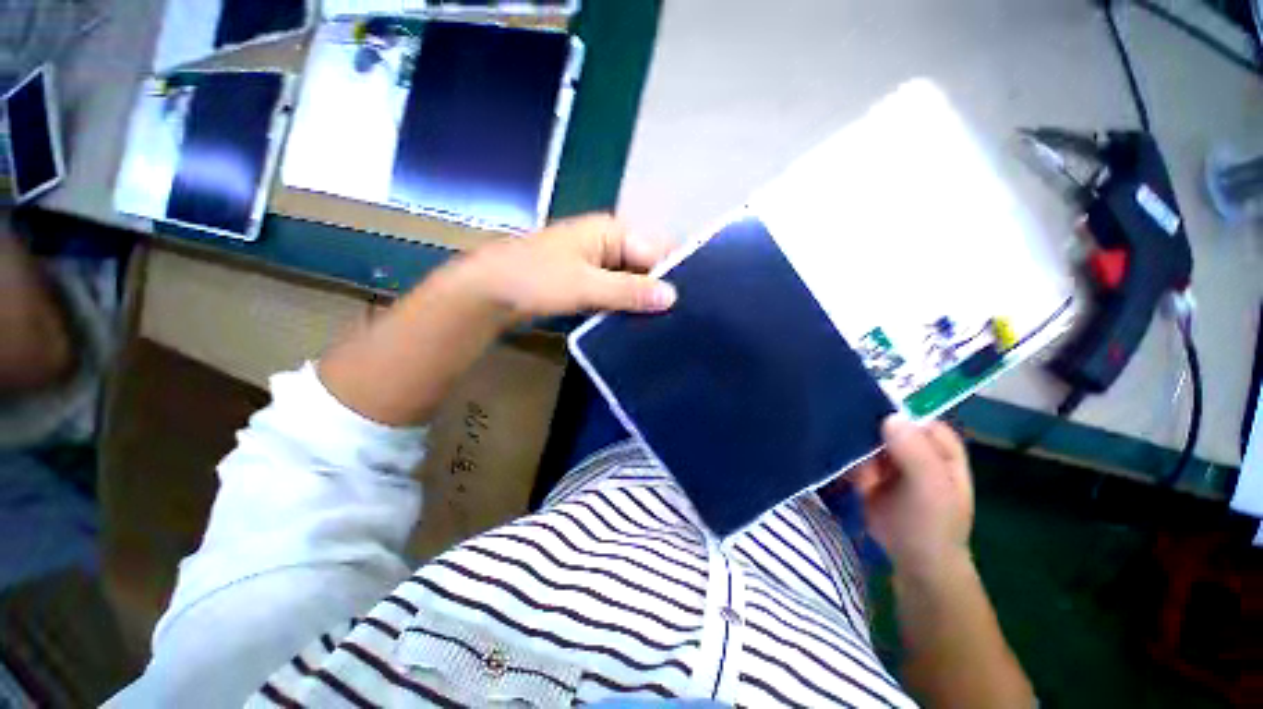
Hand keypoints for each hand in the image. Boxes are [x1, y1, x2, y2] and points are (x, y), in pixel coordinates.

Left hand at [458, 214, 676, 324]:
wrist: (488, 293)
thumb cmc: (535, 280)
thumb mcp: (585, 285)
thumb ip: (629, 290)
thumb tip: (673, 296)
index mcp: (610, 231)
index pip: (656, 249)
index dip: (673, 274)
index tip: (690, 304)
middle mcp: (607, 243)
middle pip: (646, 265)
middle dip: (659, 290)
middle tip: (679, 320)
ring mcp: (596, 263)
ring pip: (632, 281)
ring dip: (643, 300)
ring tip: (664, 325)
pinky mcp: (587, 281)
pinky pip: (616, 291)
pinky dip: (625, 305)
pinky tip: (638, 324)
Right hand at [853, 417, 974, 579]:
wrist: (914, 562)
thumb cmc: (933, 524)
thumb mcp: (931, 489)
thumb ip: (915, 453)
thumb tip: (890, 417)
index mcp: (937, 443)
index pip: (910, 412)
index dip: (889, 407)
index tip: (863, 403)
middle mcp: (912, 444)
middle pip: (882, 421)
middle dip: (863, 425)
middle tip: (847, 433)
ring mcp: (888, 457)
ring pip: (863, 436)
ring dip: (851, 444)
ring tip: (849, 463)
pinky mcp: (868, 469)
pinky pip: (852, 453)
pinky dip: (844, 458)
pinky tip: (842, 468)